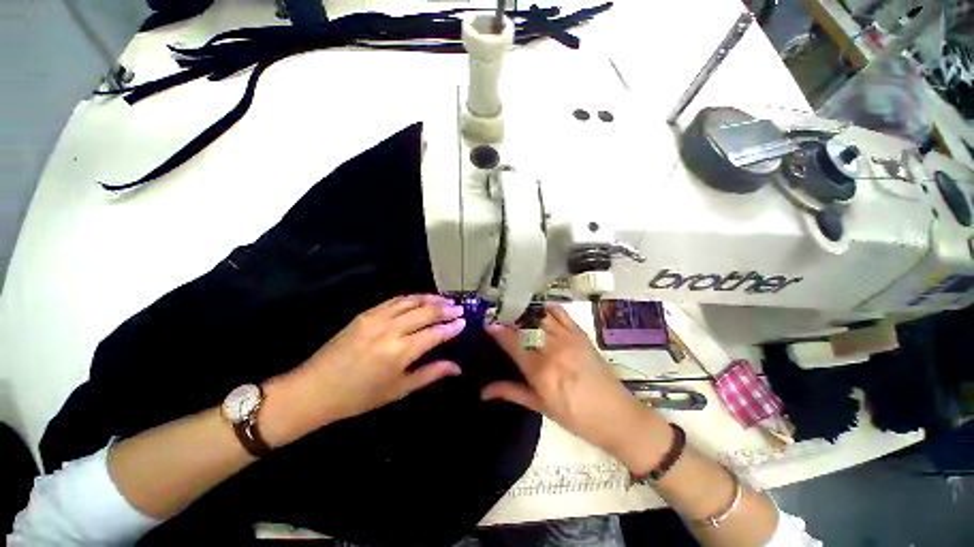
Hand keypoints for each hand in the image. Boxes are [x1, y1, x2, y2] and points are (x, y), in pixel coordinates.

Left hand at [261, 295, 465, 445]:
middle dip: (446, 309)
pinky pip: (394, 300)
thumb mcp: (399, 390)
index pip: (435, 333)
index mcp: (400, 352)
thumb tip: (457, 367)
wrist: (315, 389)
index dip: (452, 327)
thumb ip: (430, 374)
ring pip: (411, 301)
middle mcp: (391, 330)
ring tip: (445, 300)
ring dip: (431, 298)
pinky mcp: (366, 313)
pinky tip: (420, 299)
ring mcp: (377, 318)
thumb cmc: (359, 397)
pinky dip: (411, 297)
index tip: (464, 322)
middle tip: (459, 308)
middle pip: (426, 312)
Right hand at [482, 305, 668, 460]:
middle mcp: (552, 349)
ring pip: (540, 317)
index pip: (513, 342)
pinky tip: (540, 312)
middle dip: (509, 321)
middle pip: (525, 326)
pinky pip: (561, 313)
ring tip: (517, 317)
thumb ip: (511, 392)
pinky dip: (547, 309)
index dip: (498, 331)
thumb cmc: (576, 417)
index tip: (488, 326)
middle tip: (501, 322)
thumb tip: (483, 391)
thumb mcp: (541, 407)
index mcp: (541, 371)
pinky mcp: (581, 334)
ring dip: (525, 315)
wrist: (617, 416)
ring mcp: (568, 339)